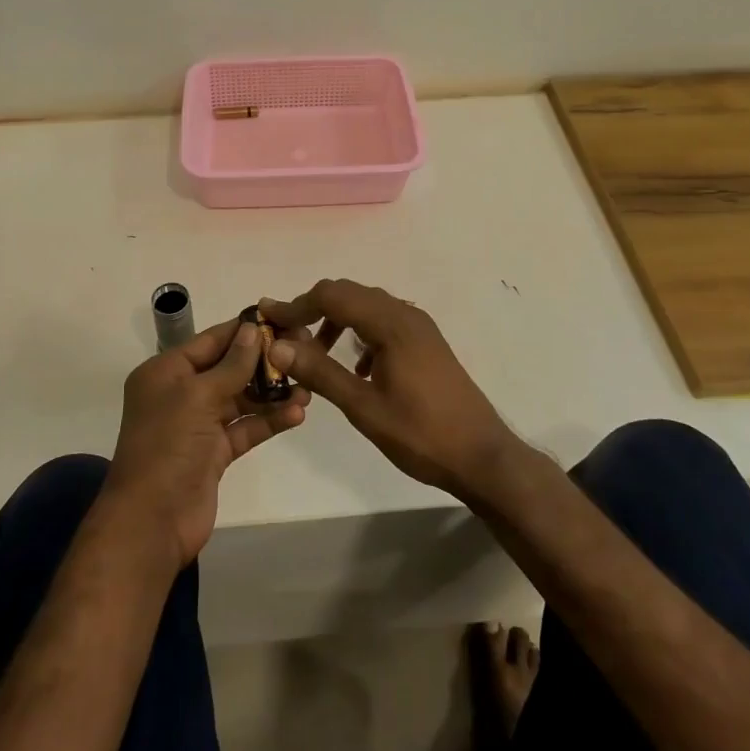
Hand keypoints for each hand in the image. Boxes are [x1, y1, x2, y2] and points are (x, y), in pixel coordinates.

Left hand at [103, 319, 310, 569]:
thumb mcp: (198, 397)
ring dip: (272, 393)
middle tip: (303, 351)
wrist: (152, 523)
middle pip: (228, 368)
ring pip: (240, 399)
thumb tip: (253, 329)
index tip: (280, 319)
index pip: (211, 340)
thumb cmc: (168, 447)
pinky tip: (297, 413)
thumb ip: (231, 365)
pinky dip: (269, 421)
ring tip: (308, 387)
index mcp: (166, 372)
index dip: (244, 330)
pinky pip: (245, 428)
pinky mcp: (214, 453)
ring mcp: (198, 424)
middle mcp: (180, 393)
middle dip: (264, 362)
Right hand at [259, 280, 519, 503]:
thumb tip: (278, 344)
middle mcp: (406, 314)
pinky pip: (384, 322)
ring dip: (337, 320)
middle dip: (313, 308)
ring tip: (315, 353)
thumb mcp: (363, 407)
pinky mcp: (426, 342)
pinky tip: (356, 368)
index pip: (332, 296)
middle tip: (285, 335)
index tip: (267, 318)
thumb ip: (319, 372)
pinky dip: (360, 333)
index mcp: (391, 324)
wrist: (482, 456)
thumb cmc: (421, 434)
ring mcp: (419, 327)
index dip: (296, 304)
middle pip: (349, 293)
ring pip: (367, 306)